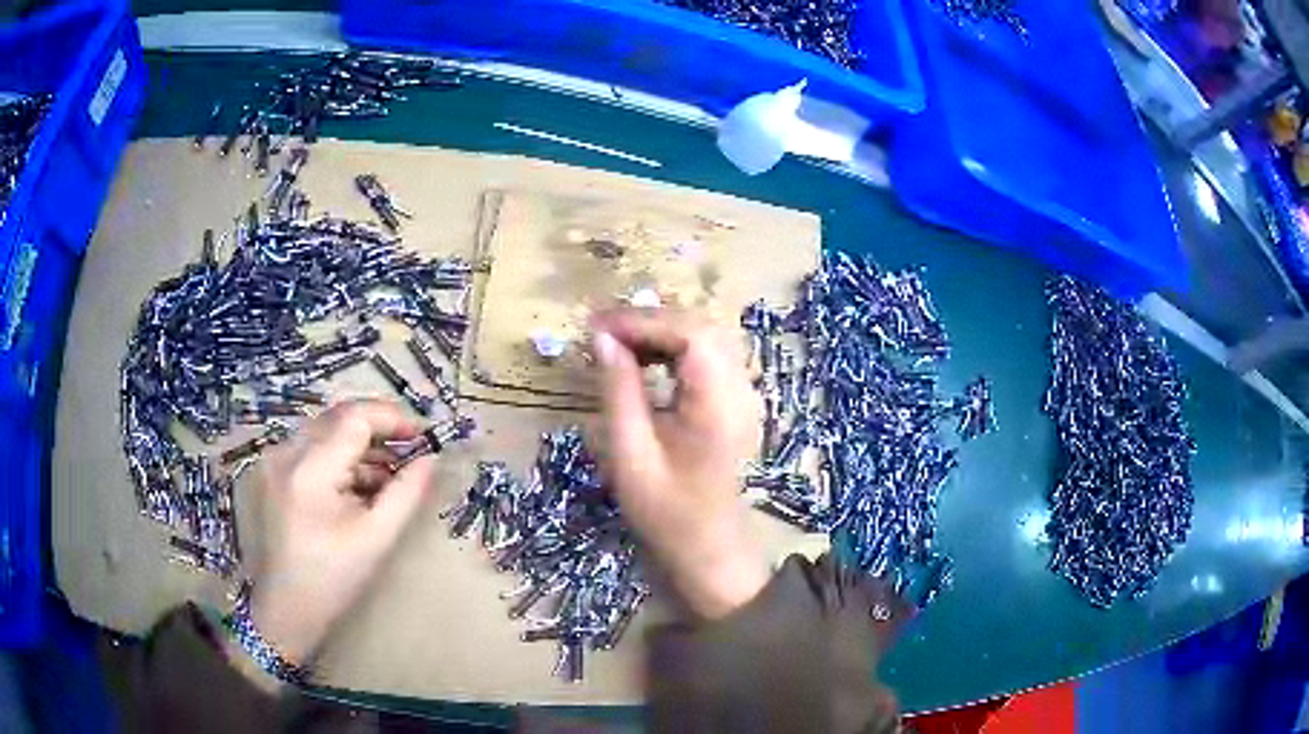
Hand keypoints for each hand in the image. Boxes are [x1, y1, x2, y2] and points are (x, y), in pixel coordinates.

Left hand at [244, 401, 433, 670]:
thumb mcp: (377, 537)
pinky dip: (337, 460)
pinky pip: (309, 450)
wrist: (285, 609)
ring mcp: (272, 461)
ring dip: (358, 447)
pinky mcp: (270, 472)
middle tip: (409, 452)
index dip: (391, 418)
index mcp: (309, 470)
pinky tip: (356, 487)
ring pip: (323, 433)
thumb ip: (406, 492)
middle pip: (337, 420)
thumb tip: (430, 458)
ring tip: (386, 476)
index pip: (354, 418)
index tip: (422, 435)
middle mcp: (284, 453)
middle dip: (377, 431)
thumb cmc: (333, 580)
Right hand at [591, 308, 770, 619]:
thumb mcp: (630, 453)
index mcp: (719, 404)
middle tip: (602, 331)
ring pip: (708, 336)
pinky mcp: (738, 401)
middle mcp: (741, 390)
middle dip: (650, 320)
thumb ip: (618, 390)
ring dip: (662, 330)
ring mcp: (745, 394)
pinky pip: (710, 355)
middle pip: (702, 326)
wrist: (709, 548)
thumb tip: (602, 338)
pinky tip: (646, 358)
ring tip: (617, 342)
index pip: (690, 333)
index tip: (596, 326)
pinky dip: (676, 346)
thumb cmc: (666, 511)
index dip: (642, 320)